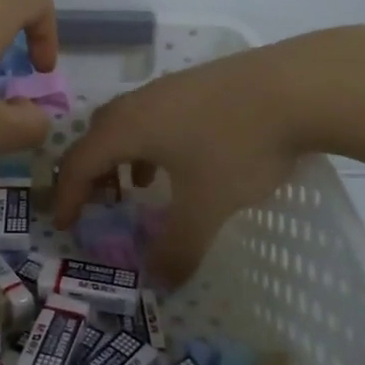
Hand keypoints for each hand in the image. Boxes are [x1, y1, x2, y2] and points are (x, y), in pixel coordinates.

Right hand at [53, 37, 325, 288]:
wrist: (297, 87)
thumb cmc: (238, 146)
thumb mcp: (206, 206)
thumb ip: (179, 247)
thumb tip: (160, 282)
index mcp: (127, 128)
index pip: (80, 162)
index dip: (68, 196)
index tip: (66, 225)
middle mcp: (140, 102)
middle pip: (98, 135)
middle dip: (93, 172)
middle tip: (101, 203)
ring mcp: (171, 87)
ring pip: (130, 122)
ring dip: (124, 155)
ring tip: (141, 186)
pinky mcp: (199, 82)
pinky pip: (158, 114)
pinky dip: (153, 141)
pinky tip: (185, 158)